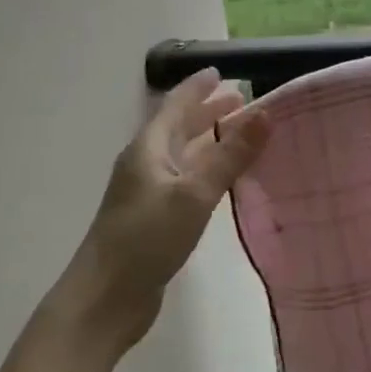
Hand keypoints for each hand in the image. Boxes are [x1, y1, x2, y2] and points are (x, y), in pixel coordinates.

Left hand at [0, 67, 268, 371]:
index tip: (221, 71)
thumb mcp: (194, 193)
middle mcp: (145, 165)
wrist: (104, 300)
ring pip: (182, 156)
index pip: (174, 105)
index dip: (197, 87)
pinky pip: (186, 182)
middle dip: (207, 112)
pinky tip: (224, 181)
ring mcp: (148, 194)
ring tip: (239, 134)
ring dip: (209, 141)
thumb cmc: (146, 239)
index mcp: (148, 149)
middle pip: (178, 128)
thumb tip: (266, 112)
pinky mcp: (154, 220)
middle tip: (241, 101)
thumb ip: (230, 155)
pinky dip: (207, 171)